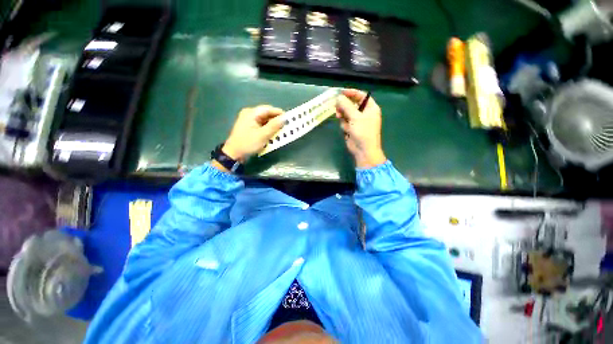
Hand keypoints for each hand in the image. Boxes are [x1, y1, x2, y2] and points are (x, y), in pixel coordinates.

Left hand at [222, 105, 283, 161]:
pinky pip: (259, 124)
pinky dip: (266, 128)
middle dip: (275, 120)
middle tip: (285, 127)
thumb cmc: (247, 144)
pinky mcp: (247, 127)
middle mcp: (249, 113)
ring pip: (263, 120)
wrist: (233, 155)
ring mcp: (247, 120)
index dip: (279, 113)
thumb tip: (285, 118)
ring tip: (280, 131)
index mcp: (251, 113)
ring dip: (271, 125)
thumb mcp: (263, 135)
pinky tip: (271, 134)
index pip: (268, 109)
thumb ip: (274, 126)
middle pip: (266, 114)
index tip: (289, 119)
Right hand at [335, 89, 386, 167]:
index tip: (341, 92)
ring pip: (346, 111)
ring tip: (340, 118)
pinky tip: (346, 129)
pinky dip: (344, 123)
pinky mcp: (353, 127)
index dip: (351, 92)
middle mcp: (365, 112)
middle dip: (344, 105)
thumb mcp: (355, 116)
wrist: (364, 151)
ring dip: (343, 114)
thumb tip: (338, 97)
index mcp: (371, 108)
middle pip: (352, 103)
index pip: (361, 95)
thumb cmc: (363, 132)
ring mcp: (359, 120)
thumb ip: (346, 105)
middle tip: (337, 106)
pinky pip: (345, 120)